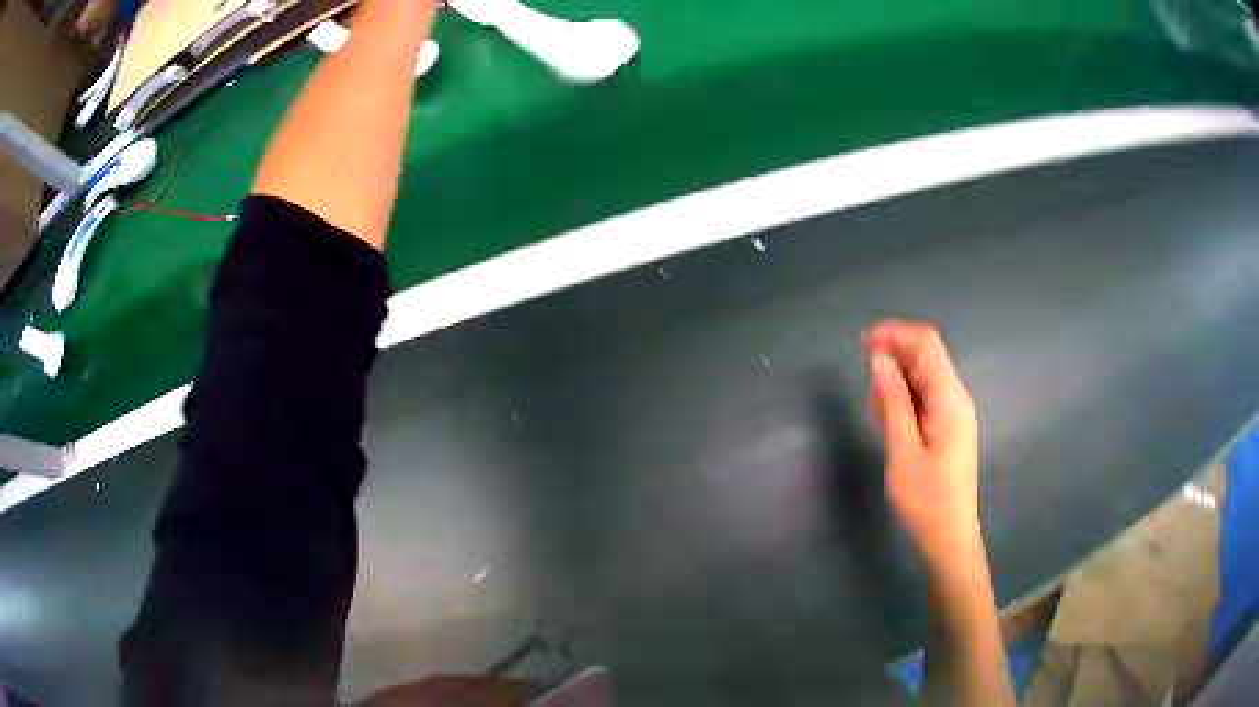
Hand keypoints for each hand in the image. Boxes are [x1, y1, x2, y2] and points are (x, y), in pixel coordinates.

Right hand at [864, 320, 979, 562]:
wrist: (949, 537)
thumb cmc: (926, 500)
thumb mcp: (902, 451)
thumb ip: (892, 402)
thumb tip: (879, 358)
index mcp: (950, 399)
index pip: (926, 343)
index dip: (895, 333)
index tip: (862, 344)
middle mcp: (955, 398)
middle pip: (925, 357)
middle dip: (893, 360)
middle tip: (867, 393)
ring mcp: (953, 413)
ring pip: (922, 378)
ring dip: (896, 384)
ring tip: (876, 415)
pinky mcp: (947, 427)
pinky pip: (924, 398)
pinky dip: (903, 401)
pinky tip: (889, 425)